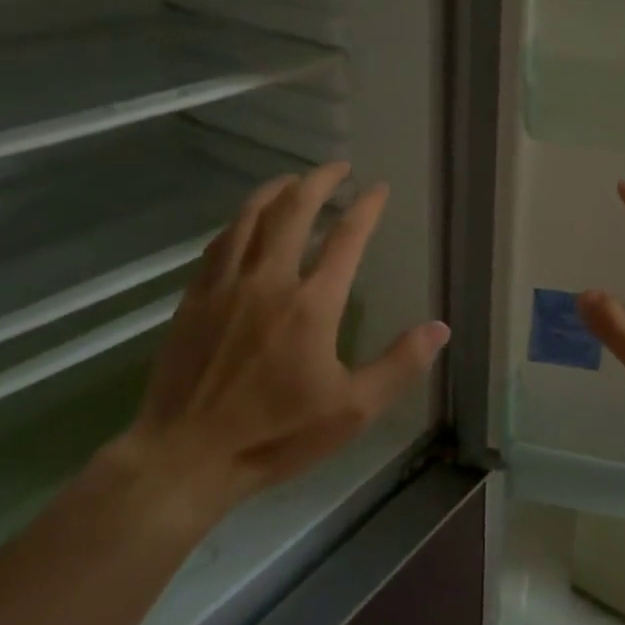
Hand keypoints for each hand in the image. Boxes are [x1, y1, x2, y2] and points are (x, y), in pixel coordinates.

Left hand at [121, 162, 448, 528]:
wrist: (184, 457)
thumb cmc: (275, 435)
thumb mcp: (352, 411)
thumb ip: (399, 365)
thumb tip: (440, 328)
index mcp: (312, 304)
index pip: (346, 238)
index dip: (366, 208)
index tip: (378, 188)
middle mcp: (269, 281)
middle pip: (293, 211)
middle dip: (319, 181)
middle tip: (337, 167)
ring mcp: (225, 286)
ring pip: (250, 218)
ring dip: (276, 191)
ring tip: (294, 180)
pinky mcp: (194, 299)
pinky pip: (220, 243)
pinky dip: (240, 221)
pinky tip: (246, 222)